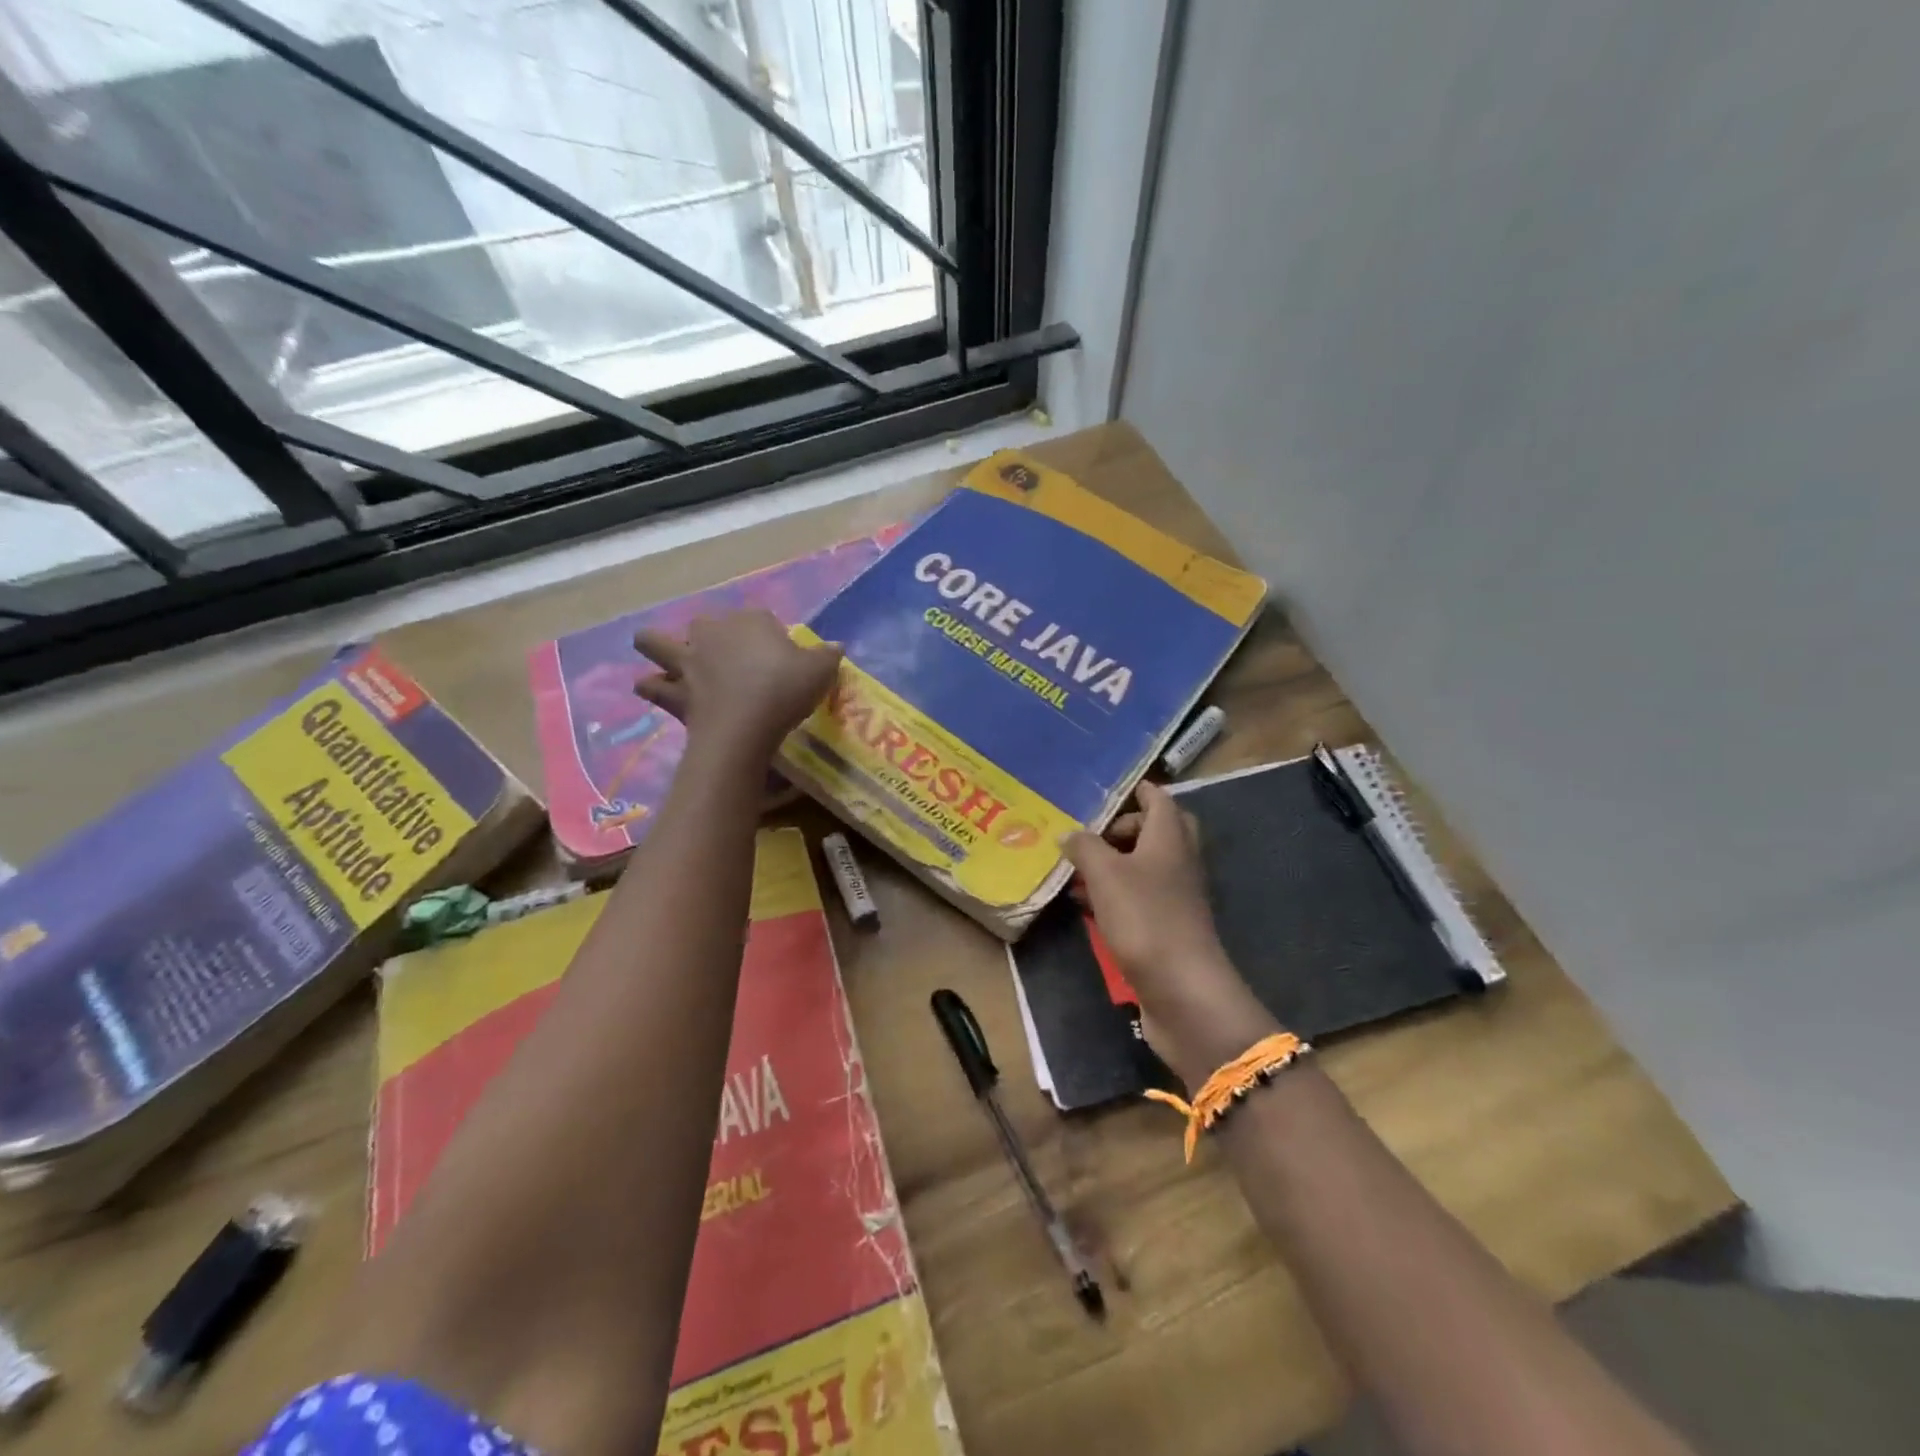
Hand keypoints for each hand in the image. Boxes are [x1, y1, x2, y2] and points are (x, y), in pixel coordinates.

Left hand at [634, 610, 841, 760]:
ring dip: (657, 647)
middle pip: (705, 624)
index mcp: (750, 621)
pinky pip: (652, 686)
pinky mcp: (673, 691)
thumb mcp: (821, 671)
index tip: (780, 657)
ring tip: (671, 662)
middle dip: (711, 636)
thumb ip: (828, 655)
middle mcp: (712, 632)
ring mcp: (687, 661)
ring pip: (655, 642)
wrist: (745, 726)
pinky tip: (661, 693)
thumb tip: (836, 647)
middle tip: (729, 661)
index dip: (768, 636)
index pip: (760, 618)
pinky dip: (654, 688)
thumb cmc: (785, 690)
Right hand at [1063, 782, 1275, 1083]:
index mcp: (1169, 838)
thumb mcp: (1105, 875)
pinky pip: (1139, 898)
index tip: (1103, 792)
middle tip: (1091, 835)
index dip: (1135, 790)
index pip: (1158, 799)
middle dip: (1122, 829)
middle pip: (1156, 831)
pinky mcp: (1167, 927)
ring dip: (1113, 864)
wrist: (1182, 990)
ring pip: (1144, 866)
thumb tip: (1068, 833)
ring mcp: (1176, 896)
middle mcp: (1178, 861)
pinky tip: (1085, 906)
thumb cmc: (1145, 919)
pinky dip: (1114, 895)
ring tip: (1076, 871)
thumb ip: (1085, 847)